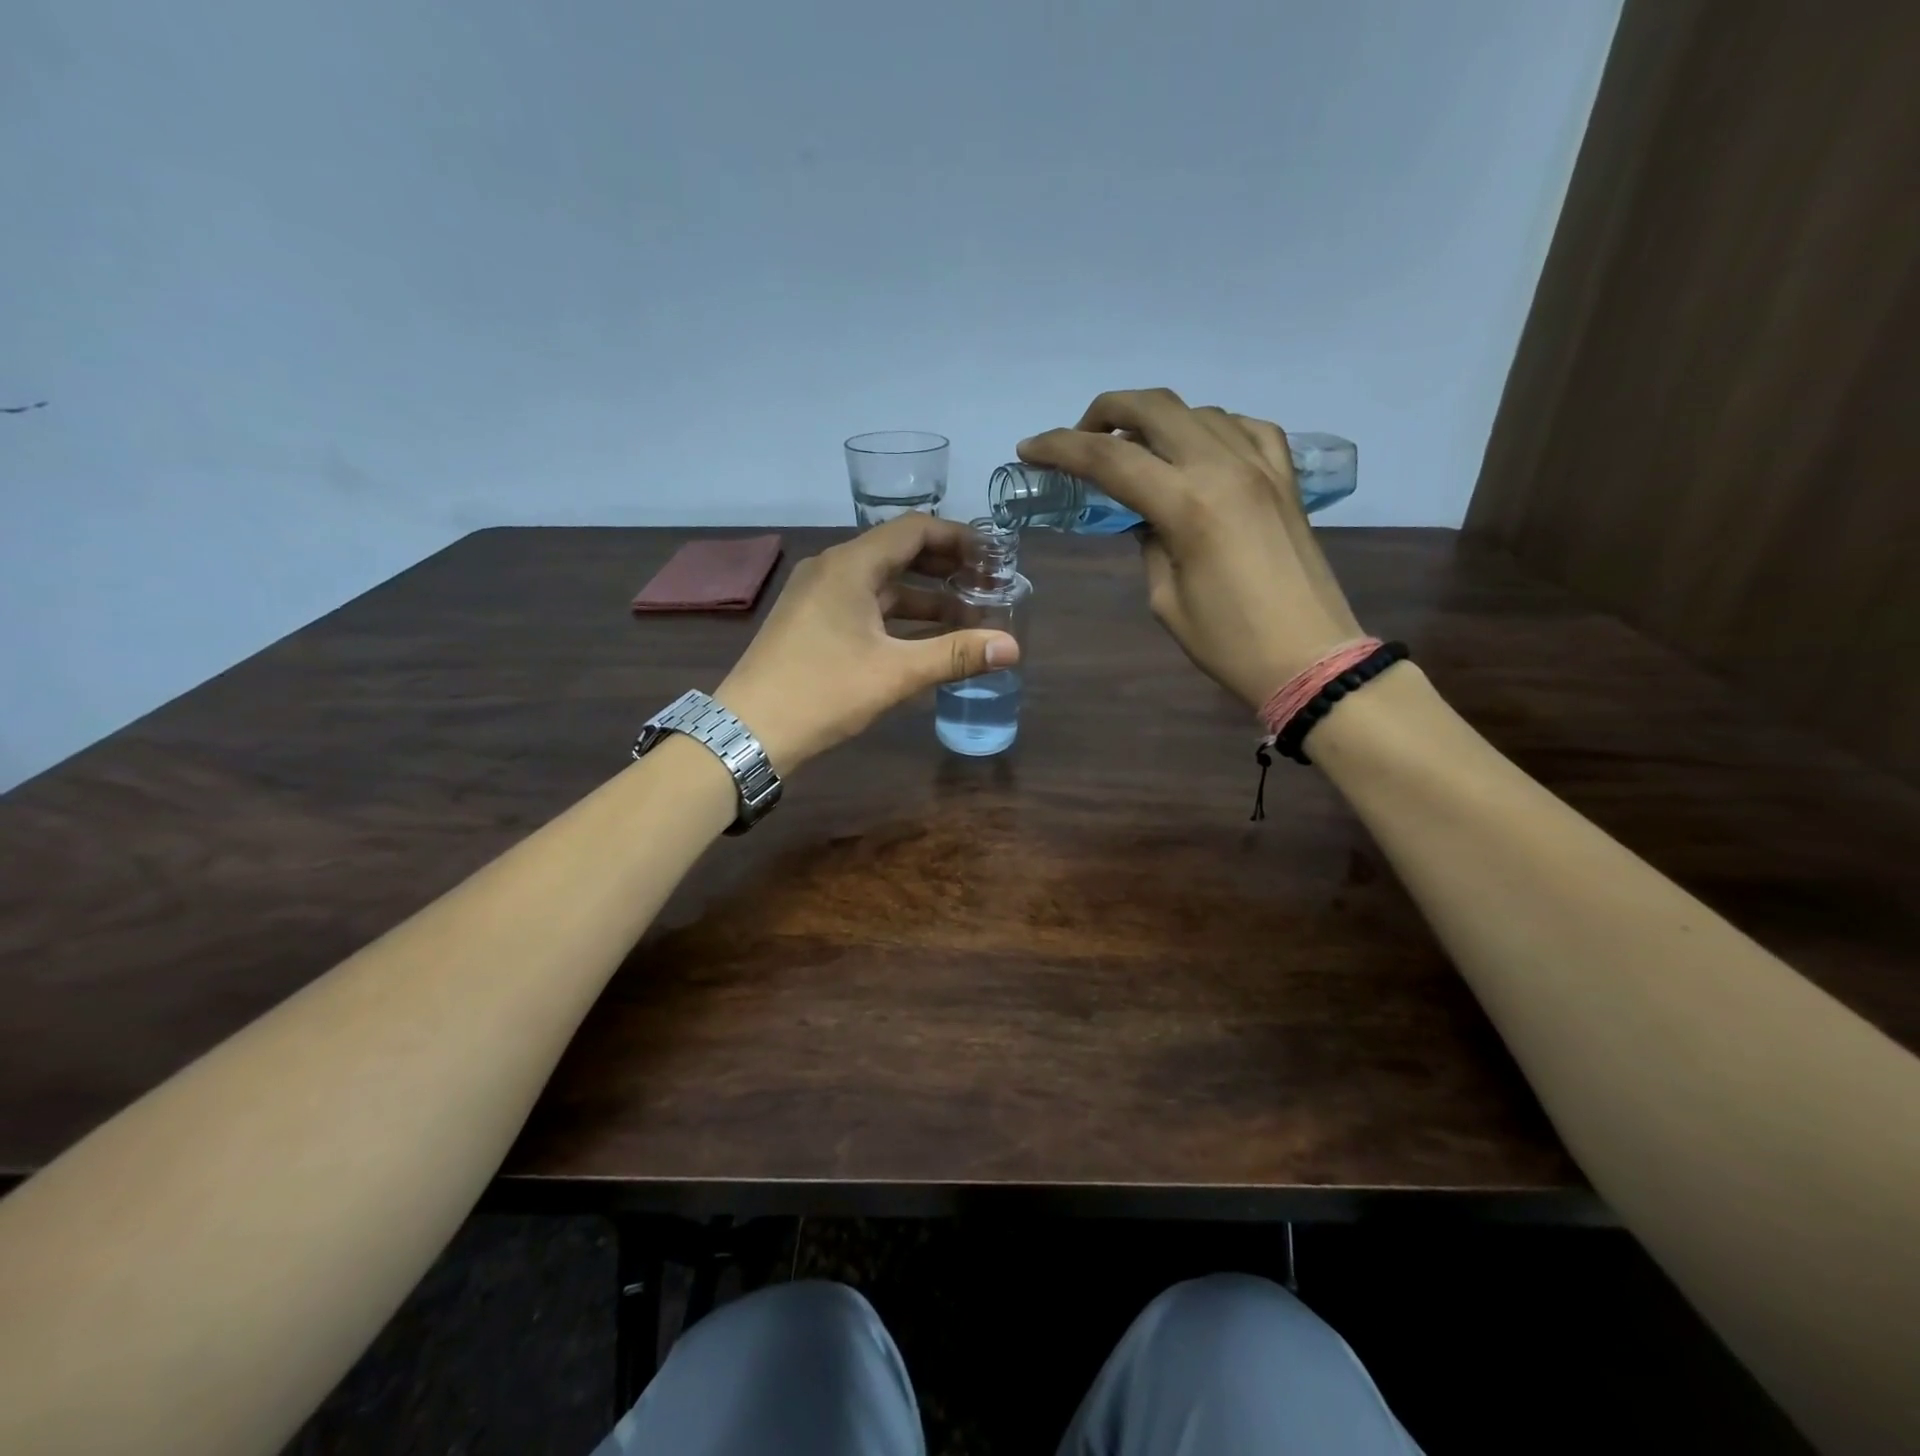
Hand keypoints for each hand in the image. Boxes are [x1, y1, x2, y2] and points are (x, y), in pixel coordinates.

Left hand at [715, 514, 1019, 772]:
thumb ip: (955, 655)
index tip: (993, 557)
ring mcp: (816, 594)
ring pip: (880, 582)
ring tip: (965, 615)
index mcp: (850, 565)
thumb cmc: (823, 692)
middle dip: (944, 567)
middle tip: (986, 585)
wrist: (749, 730)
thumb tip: (1012, 647)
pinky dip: (896, 614)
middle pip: (897, 552)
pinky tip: (922, 637)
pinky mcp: (810, 620)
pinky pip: (862, 603)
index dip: (958, 538)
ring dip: (922, 595)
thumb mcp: (895, 673)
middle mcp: (831, 568)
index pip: (914, 529)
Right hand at [1018, 388, 1363, 708]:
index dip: (1060, 448)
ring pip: (1198, 411)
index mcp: (1188, 505)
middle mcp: (1224, 468)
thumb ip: (1150, 544)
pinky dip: (1209, 428)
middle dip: (1105, 412)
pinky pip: (1244, 428)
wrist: (1311, 658)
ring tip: (1134, 450)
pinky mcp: (1286, 478)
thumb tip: (1147, 517)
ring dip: (1155, 420)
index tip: (1029, 449)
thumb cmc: (1229, 643)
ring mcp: (1262, 466)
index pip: (1109, 459)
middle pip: (1155, 408)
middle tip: (1080, 438)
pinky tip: (1197, 449)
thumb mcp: (1166, 600)